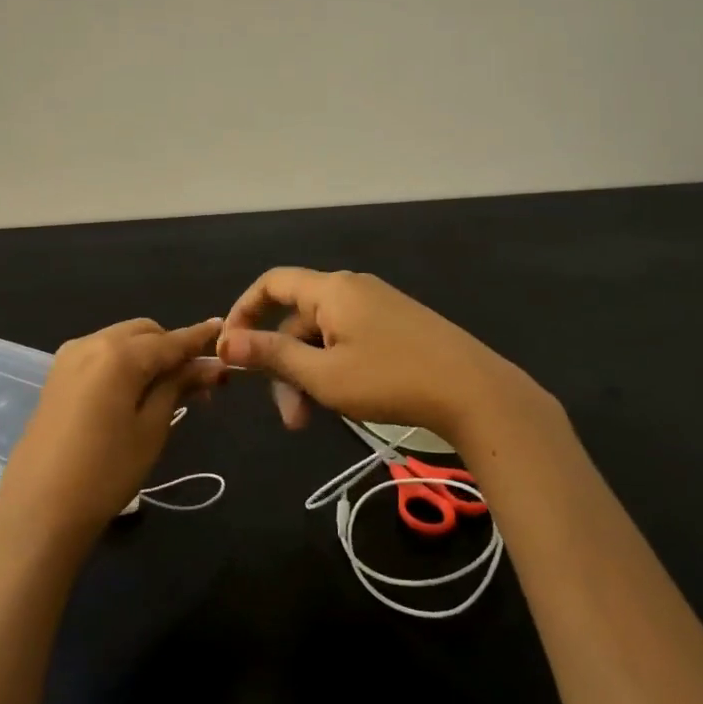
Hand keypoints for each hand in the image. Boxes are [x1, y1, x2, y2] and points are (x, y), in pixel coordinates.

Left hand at [0, 317, 225, 544]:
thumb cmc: (106, 472)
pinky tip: (136, 391)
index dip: (199, 338)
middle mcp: (91, 343)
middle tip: (198, 382)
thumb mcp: (152, 429)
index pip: (170, 340)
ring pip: (121, 340)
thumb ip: (178, 386)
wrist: (38, 510)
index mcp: (118, 354)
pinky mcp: (57, 376)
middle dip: (172, 347)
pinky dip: (124, 363)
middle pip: (144, 332)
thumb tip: (210, 364)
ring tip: (169, 390)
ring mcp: (69, 358)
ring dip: (148, 354)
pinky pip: (101, 355)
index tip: (224, 330)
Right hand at [215, 268, 545, 444]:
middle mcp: (353, 289)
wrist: (475, 391)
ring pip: (324, 337)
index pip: (273, 283)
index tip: (231, 350)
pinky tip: (343, 402)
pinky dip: (335, 369)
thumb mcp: (323, 375)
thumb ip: (273, 355)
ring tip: (313, 420)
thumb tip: (227, 342)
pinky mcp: (399, 326)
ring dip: (309, 375)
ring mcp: (379, 307)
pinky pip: (350, 341)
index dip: (244, 311)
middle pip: (299, 319)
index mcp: (332, 289)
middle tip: (289, 417)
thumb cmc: (390, 380)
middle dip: (284, 366)